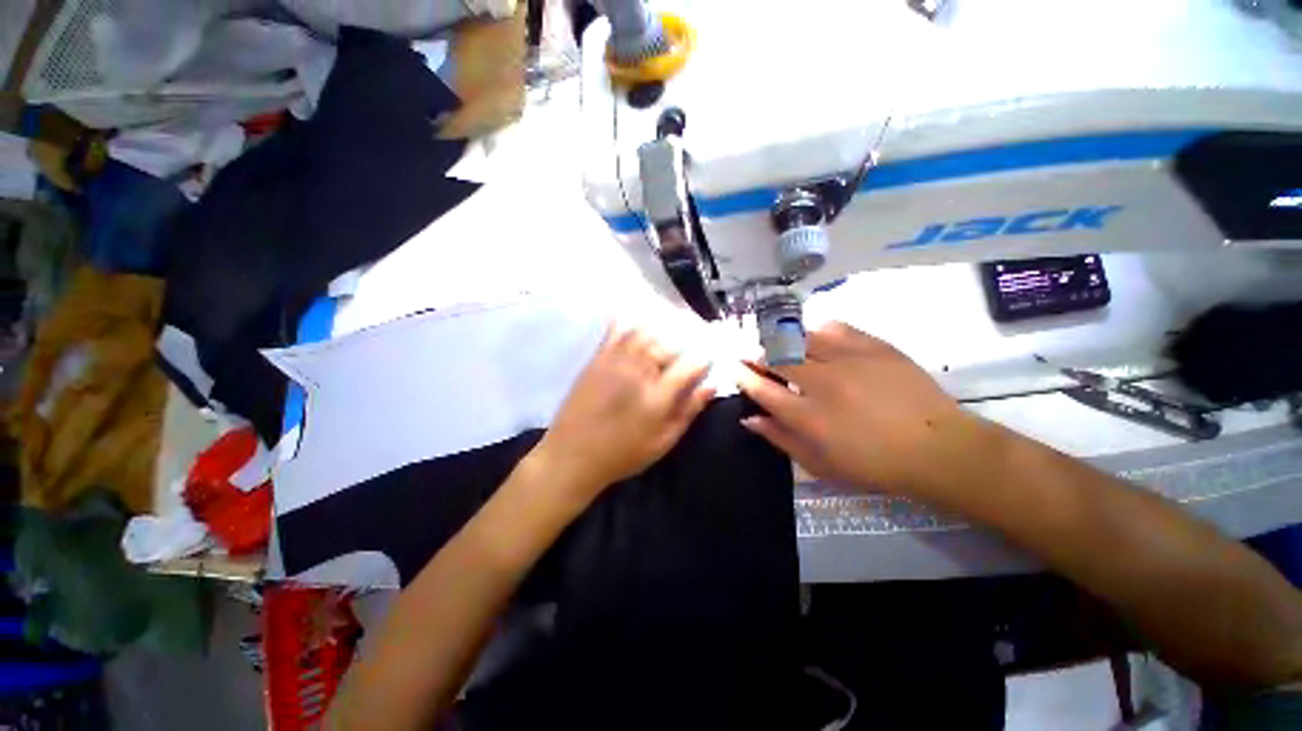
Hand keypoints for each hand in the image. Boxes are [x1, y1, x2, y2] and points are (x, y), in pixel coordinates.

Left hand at [535, 324, 714, 504]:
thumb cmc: (622, 454)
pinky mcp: (597, 359)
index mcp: (658, 396)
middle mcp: (638, 372)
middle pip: (667, 346)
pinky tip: (635, 324)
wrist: (572, 456)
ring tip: (662, 344)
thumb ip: (688, 412)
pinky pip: (615, 332)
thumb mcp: (663, 442)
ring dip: (658, 336)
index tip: (705, 362)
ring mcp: (616, 362)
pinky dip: (628, 324)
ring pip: (644, 334)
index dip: (702, 361)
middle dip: (680, 350)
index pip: (689, 366)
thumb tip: (710, 386)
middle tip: (680, 360)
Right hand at [737, 322, 974, 496]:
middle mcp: (823, 383)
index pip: (762, 389)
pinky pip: (835, 327)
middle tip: (753, 354)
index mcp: (809, 416)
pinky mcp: (873, 347)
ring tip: (779, 344)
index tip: (736, 368)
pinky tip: (815, 336)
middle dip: (757, 353)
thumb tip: (750, 419)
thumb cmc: (874, 464)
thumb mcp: (821, 464)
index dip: (744, 376)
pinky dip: (818, 330)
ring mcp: (848, 360)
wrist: (938, 448)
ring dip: (782, 340)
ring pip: (801, 337)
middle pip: (776, 357)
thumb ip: (781, 439)